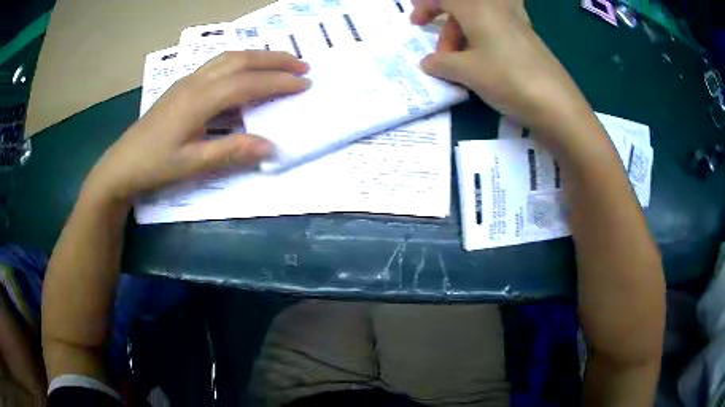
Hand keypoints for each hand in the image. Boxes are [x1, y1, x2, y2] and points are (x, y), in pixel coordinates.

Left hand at [83, 51, 310, 203]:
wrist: (122, 165)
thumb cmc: (155, 166)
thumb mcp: (192, 165)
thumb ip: (231, 152)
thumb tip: (271, 146)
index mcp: (199, 100)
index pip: (247, 83)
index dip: (278, 82)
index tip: (305, 83)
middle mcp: (195, 82)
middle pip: (240, 59)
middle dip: (274, 59)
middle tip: (302, 65)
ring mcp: (187, 81)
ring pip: (228, 57)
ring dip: (258, 56)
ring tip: (281, 63)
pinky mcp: (182, 86)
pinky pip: (217, 64)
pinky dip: (240, 61)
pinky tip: (246, 71)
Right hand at [411, 0, 592, 137]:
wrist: (557, 104)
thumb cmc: (508, 79)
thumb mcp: (468, 72)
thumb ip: (442, 63)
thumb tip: (429, 63)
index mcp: (478, 9)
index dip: (426, 6)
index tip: (416, 25)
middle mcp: (497, 9)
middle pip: (462, 9)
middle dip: (446, 30)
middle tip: (443, 58)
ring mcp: (516, 23)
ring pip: (480, 19)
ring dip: (464, 37)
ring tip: (464, 66)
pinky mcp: (527, 38)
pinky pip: (498, 29)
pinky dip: (484, 40)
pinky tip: (487, 60)